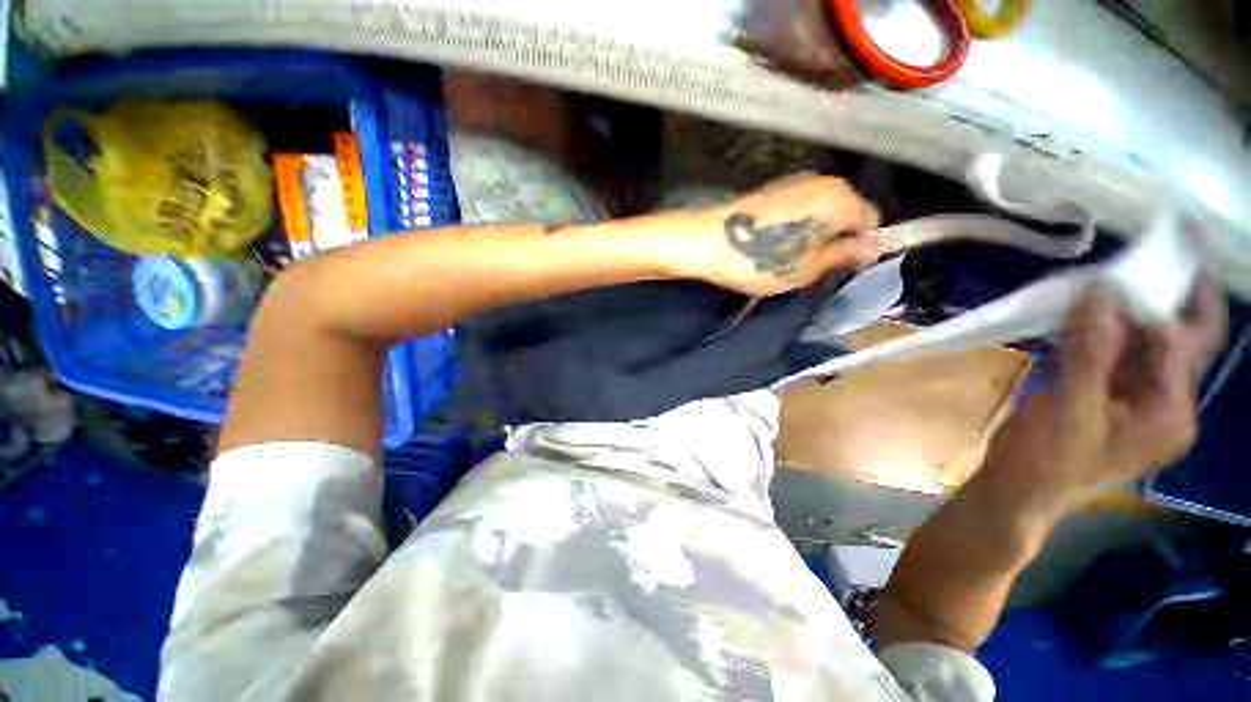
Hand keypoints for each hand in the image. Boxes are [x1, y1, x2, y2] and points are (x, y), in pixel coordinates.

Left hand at [673, 173, 880, 295]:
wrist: (705, 241)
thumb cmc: (758, 259)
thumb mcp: (805, 268)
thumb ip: (843, 255)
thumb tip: (873, 247)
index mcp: (840, 199)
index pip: (872, 221)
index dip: (859, 247)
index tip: (838, 269)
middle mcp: (823, 181)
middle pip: (847, 212)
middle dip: (836, 240)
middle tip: (811, 268)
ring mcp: (796, 181)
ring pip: (821, 210)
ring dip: (814, 234)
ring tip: (789, 258)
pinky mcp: (773, 189)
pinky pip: (800, 208)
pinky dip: (796, 225)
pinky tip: (774, 243)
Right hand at [981, 276, 1227, 523]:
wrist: (1018, 491)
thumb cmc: (1047, 460)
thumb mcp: (1070, 409)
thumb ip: (1090, 352)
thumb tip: (1100, 292)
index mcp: (1171, 413)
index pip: (1185, 343)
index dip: (1173, 300)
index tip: (1157, 253)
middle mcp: (1166, 404)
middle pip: (1176, 342)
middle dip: (1164, 299)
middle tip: (1145, 255)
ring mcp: (1137, 403)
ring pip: (1144, 346)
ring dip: (1129, 314)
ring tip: (1109, 279)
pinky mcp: (1109, 400)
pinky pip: (1118, 356)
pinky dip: (1105, 332)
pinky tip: (1086, 315)